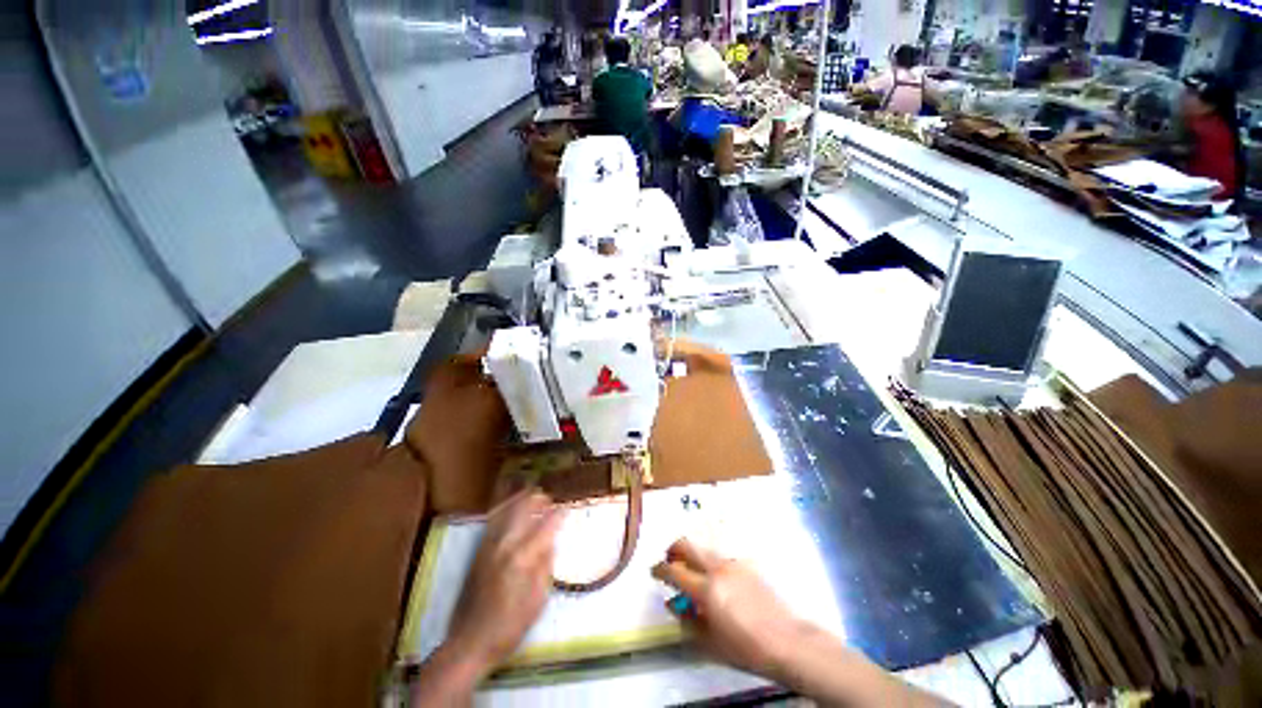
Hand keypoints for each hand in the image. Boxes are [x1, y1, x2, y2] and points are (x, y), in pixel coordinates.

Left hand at [446, 490, 562, 671]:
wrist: (468, 643)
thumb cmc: (509, 627)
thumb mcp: (538, 600)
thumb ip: (545, 566)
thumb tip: (550, 542)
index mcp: (523, 558)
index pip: (546, 524)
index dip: (559, 515)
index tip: (567, 510)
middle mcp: (505, 544)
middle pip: (524, 507)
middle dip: (540, 500)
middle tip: (551, 501)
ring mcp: (488, 544)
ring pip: (507, 507)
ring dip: (522, 499)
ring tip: (534, 496)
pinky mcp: (478, 550)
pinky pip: (494, 518)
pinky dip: (506, 506)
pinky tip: (512, 507)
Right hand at [652, 538, 948, 706]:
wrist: (788, 641)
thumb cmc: (746, 648)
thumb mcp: (710, 643)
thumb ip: (688, 620)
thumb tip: (674, 603)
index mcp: (707, 588)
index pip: (675, 570)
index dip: (660, 569)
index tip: (654, 571)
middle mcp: (718, 568)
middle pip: (688, 544)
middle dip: (674, 548)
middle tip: (669, 560)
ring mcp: (734, 563)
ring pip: (705, 548)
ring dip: (693, 555)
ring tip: (693, 573)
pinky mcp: (747, 565)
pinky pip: (722, 557)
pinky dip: (712, 563)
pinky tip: (718, 581)